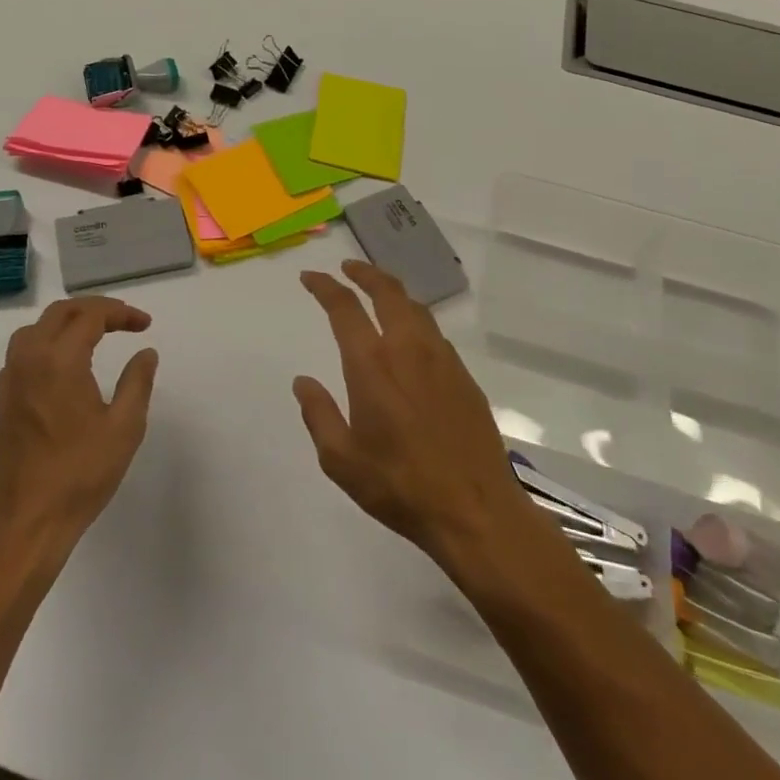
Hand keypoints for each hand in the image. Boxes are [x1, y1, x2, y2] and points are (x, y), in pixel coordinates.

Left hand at [0, 297, 158, 559]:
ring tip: (97, 333)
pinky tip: (65, 363)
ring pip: (37, 328)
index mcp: (59, 361)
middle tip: (126, 321)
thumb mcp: (124, 427)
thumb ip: (138, 382)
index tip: (145, 324)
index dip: (121, 313)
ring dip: (68, 321)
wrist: (28, 522)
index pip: (91, 316)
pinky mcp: (4, 399)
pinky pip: (23, 351)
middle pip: (61, 312)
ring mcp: (11, 379)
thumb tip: (145, 352)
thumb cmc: (80, 474)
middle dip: (96, 309)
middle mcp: (29, 359)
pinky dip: (48, 342)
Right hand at [294, 260, 533, 571]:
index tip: (311, 278)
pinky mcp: (464, 375)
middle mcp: (407, 349)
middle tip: (347, 269)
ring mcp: (441, 359)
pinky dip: (415, 318)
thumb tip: (303, 382)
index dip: (324, 287)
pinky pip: (435, 331)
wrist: (475, 510)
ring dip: (392, 291)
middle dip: (364, 273)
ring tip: (378, 292)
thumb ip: (318, 415)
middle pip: (386, 291)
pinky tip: (410, 335)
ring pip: (415, 306)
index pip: (344, 308)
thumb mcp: (341, 460)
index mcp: (372, 364)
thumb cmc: (400, 485)